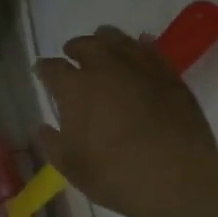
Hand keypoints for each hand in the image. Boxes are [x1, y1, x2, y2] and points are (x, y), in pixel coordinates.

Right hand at [35, 26, 217, 216]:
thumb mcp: (71, 166)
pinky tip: (140, 46)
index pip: (52, 68)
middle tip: (71, 52)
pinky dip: (141, 45)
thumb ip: (52, 143)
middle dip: (75, 47)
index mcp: (74, 88)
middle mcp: (104, 68)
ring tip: (103, 43)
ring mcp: (140, 68)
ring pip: (119, 40)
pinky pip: (151, 50)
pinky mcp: (169, 75)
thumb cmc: (114, 174)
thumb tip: (42, 128)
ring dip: (106, 39)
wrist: (176, 177)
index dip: (44, 69)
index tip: (41, 71)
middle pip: (86, 45)